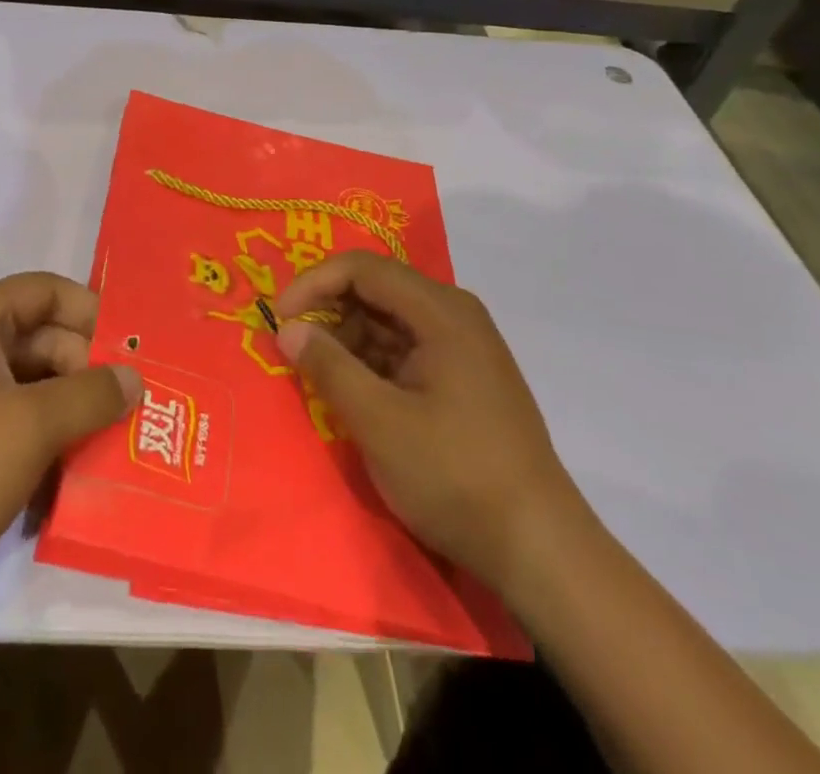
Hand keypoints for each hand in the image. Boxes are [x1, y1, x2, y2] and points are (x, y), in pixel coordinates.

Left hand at [0, 273, 141, 594]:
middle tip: (135, 404)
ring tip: (118, 438)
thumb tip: (135, 377)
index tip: (134, 348)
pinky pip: (12, 420)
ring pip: (31, 383)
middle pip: (42, 338)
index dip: (92, 312)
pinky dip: (45, 436)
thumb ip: (92, 394)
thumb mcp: (34, 425)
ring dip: (71, 408)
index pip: (46, 291)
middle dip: (87, 369)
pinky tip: (77, 469)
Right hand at [274, 251, 580, 595]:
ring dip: (348, 340)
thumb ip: (328, 366)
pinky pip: (405, 349)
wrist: (540, 549)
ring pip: (388, 321)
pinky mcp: (464, 378)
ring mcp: (463, 347)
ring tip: (319, 378)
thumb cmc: (455, 476)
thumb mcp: (378, 421)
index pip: (362, 269)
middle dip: (328, 312)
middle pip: (376, 289)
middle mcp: (455, 315)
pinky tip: (353, 395)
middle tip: (293, 349)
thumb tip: (287, 328)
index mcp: (441, 311)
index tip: (278, 318)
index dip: (313, 283)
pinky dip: (372, 363)